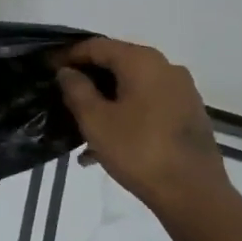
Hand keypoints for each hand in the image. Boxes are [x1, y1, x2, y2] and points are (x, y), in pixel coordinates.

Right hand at [56, 38, 230, 215]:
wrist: (194, 194)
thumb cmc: (138, 151)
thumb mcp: (95, 120)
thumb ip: (76, 89)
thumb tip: (68, 71)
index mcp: (142, 61)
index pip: (96, 46)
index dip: (68, 55)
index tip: (47, 68)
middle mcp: (166, 68)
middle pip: (117, 63)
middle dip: (88, 78)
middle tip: (62, 94)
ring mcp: (182, 91)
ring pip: (133, 86)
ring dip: (106, 99)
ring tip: (81, 124)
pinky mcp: (189, 114)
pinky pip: (148, 104)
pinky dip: (126, 113)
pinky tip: (108, 141)